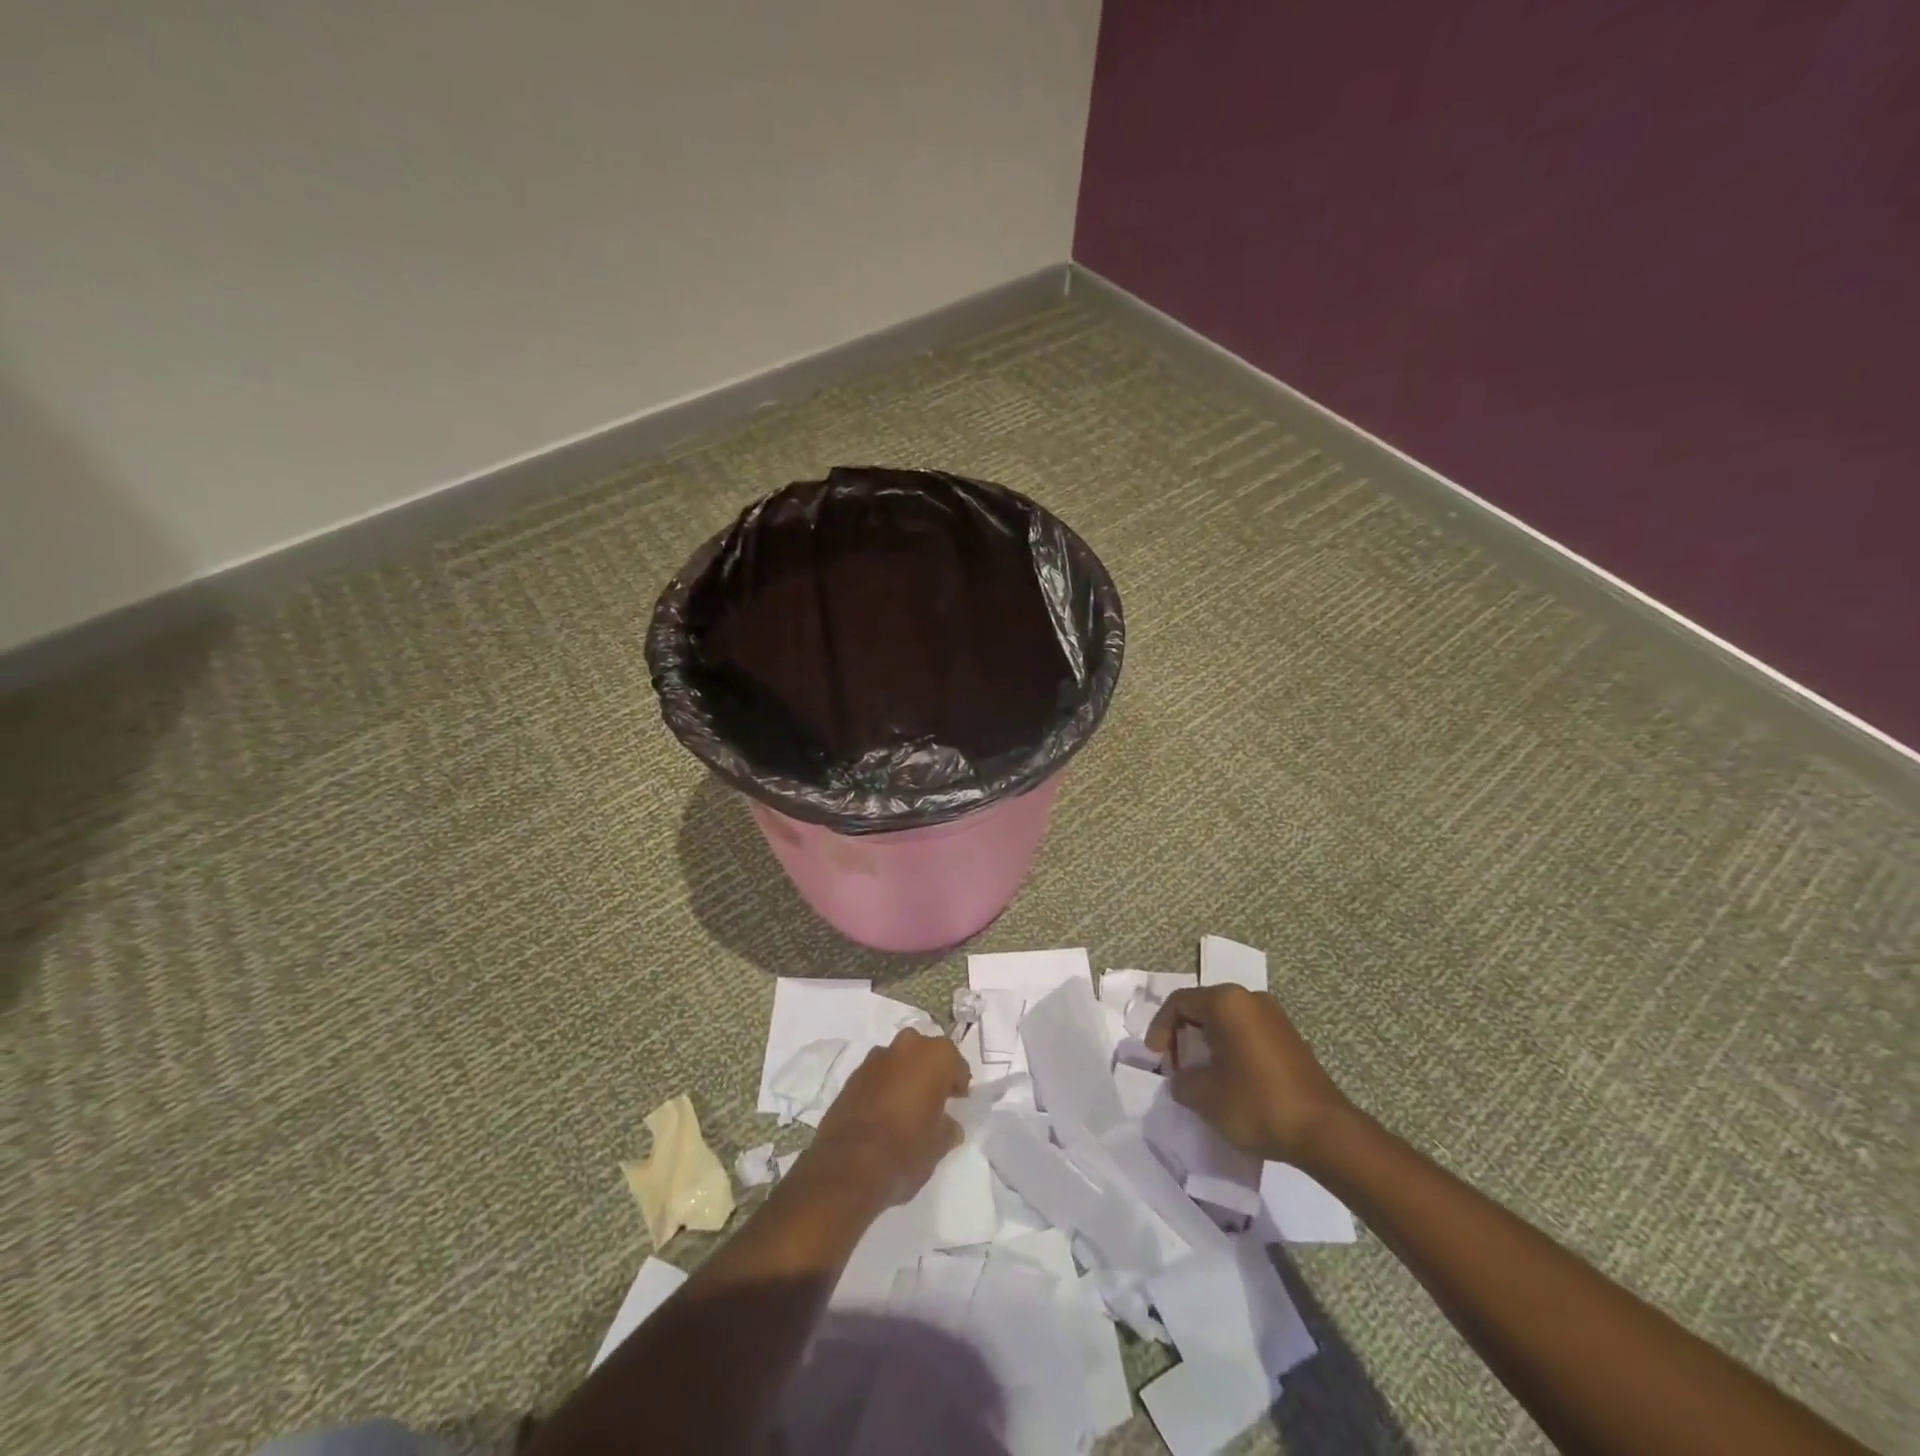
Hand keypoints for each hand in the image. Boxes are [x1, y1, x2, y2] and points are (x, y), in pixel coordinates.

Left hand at [806, 1029, 969, 1208]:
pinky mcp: (852, 1075)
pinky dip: (884, 1085)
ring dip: (905, 1074)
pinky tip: (884, 1110)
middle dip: (930, 1070)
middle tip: (934, 1096)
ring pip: (898, 1059)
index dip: (958, 1082)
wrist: (847, 1166)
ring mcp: (875, 1058)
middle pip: (924, 1052)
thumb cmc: (905, 1150)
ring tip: (907, 1103)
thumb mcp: (939, 1145)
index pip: (955, 1062)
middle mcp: (906, 1046)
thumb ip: (948, 1127)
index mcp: (935, 1056)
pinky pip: (877, 1074)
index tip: (958, 1100)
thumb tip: (948, 1124)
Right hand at [1144, 985, 1355, 1167]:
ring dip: (1207, 1042)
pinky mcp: (1289, 1037)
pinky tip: (1230, 1078)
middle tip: (1176, 1065)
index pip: (1179, 1002)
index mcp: (1226, 1002)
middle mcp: (1250, 998)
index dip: (1160, 1028)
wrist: (1324, 1132)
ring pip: (1226, 1020)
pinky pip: (1247, 1032)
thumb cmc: (1257, 1104)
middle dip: (1183, 1035)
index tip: (1156, 1059)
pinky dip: (1230, 1048)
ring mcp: (1274, 1016)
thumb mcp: (1203, 1096)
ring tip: (1201, 1074)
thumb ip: (1181, 1080)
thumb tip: (1182, 1078)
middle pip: (1202, 1007)